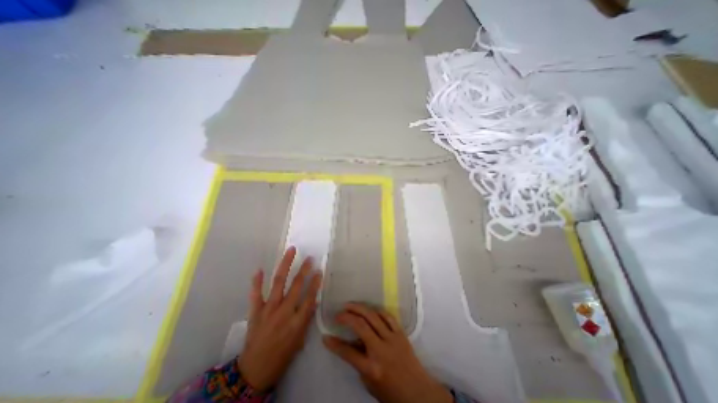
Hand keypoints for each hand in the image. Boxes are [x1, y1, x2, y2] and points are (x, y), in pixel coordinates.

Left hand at [237, 247, 322, 392]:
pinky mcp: (255, 312)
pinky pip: (256, 294)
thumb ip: (306, 318)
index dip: (315, 283)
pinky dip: (257, 281)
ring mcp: (268, 310)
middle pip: (296, 286)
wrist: (254, 372)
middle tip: (309, 257)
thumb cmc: (282, 356)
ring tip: (290, 251)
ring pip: (278, 283)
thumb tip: (314, 300)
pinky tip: (260, 269)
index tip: (319, 270)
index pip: (310, 297)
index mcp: (297, 322)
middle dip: (304, 270)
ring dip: (285, 265)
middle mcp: (283, 312)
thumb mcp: (300, 340)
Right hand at [324, 303, 449, 402]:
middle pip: (360, 326)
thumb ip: (359, 362)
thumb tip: (351, 342)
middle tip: (338, 313)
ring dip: (359, 308)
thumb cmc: (391, 392)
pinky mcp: (400, 333)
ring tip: (350, 305)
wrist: (418, 392)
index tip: (326, 336)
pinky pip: (388, 316)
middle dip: (347, 316)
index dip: (334, 344)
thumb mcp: (370, 383)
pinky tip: (369, 309)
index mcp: (371, 368)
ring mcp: (392, 339)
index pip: (348, 353)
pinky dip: (377, 310)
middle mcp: (380, 350)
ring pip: (373, 316)